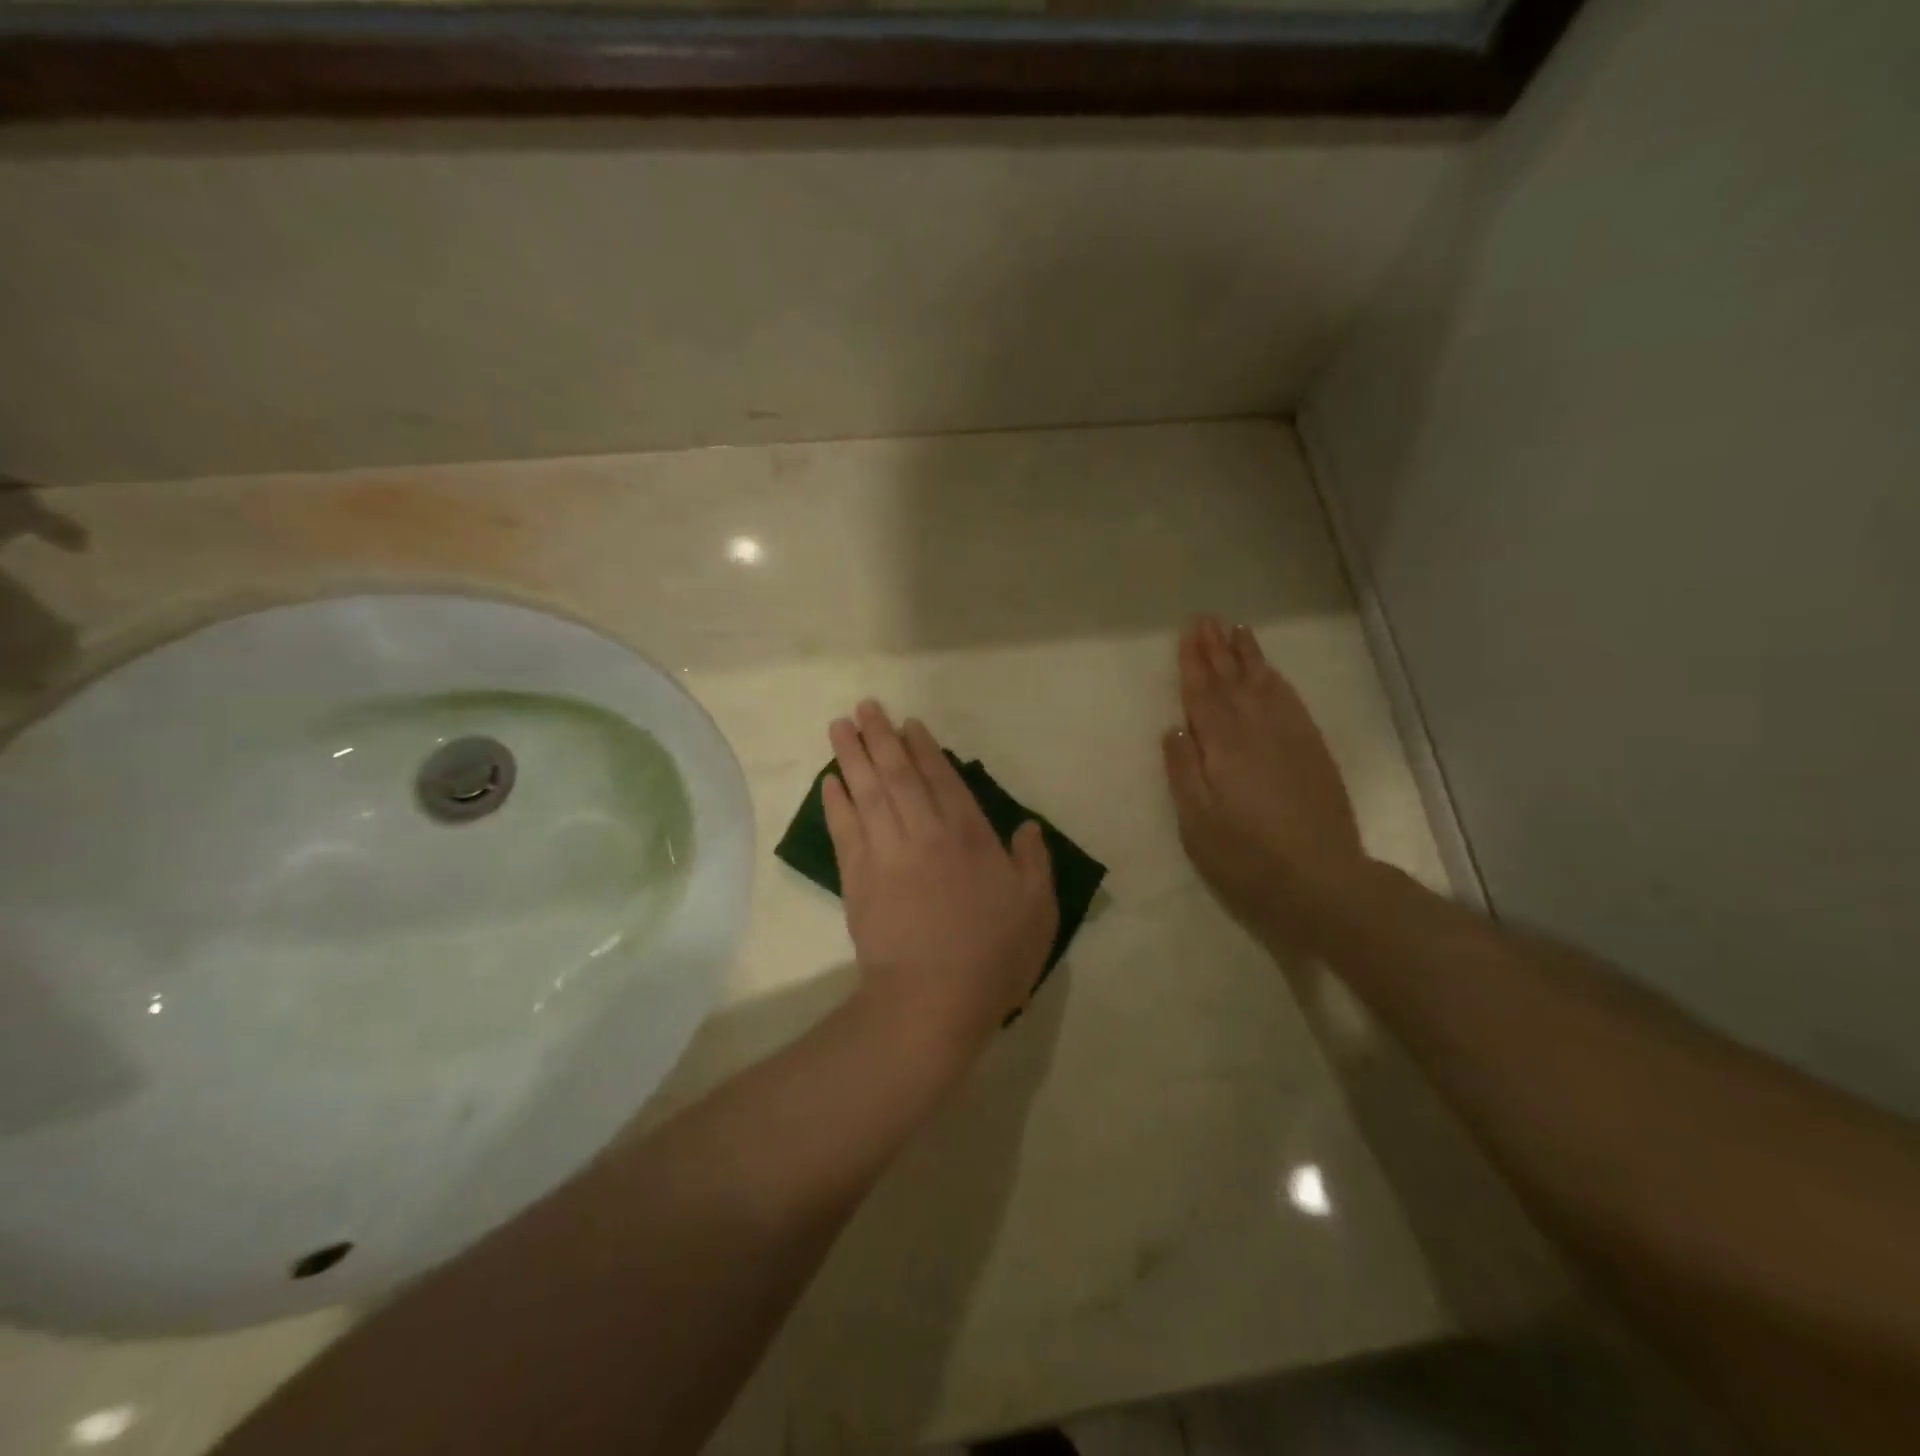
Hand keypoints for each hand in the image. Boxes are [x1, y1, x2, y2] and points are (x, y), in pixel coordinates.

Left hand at [825, 702, 1057, 1058]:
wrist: (930, 999)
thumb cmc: (992, 955)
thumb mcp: (1036, 909)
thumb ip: (1033, 861)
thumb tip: (1027, 826)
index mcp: (969, 835)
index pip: (942, 779)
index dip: (924, 749)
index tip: (909, 724)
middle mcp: (924, 832)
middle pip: (898, 774)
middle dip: (881, 737)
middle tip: (864, 707)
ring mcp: (886, 852)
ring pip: (866, 791)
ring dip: (852, 756)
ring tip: (839, 726)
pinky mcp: (857, 878)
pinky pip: (844, 828)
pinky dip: (836, 802)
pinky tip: (830, 782)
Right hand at [1162, 617, 1368, 946]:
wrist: (1321, 882)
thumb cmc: (1246, 857)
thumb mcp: (1197, 822)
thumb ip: (1184, 771)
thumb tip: (1174, 727)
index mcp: (1224, 746)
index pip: (1204, 693)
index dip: (1194, 662)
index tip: (1188, 632)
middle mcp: (1258, 730)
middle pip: (1234, 680)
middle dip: (1218, 649)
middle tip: (1208, 619)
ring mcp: (1291, 738)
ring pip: (1265, 684)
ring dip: (1249, 656)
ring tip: (1238, 631)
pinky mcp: (1313, 751)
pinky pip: (1292, 702)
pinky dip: (1278, 680)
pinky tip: (1271, 672)